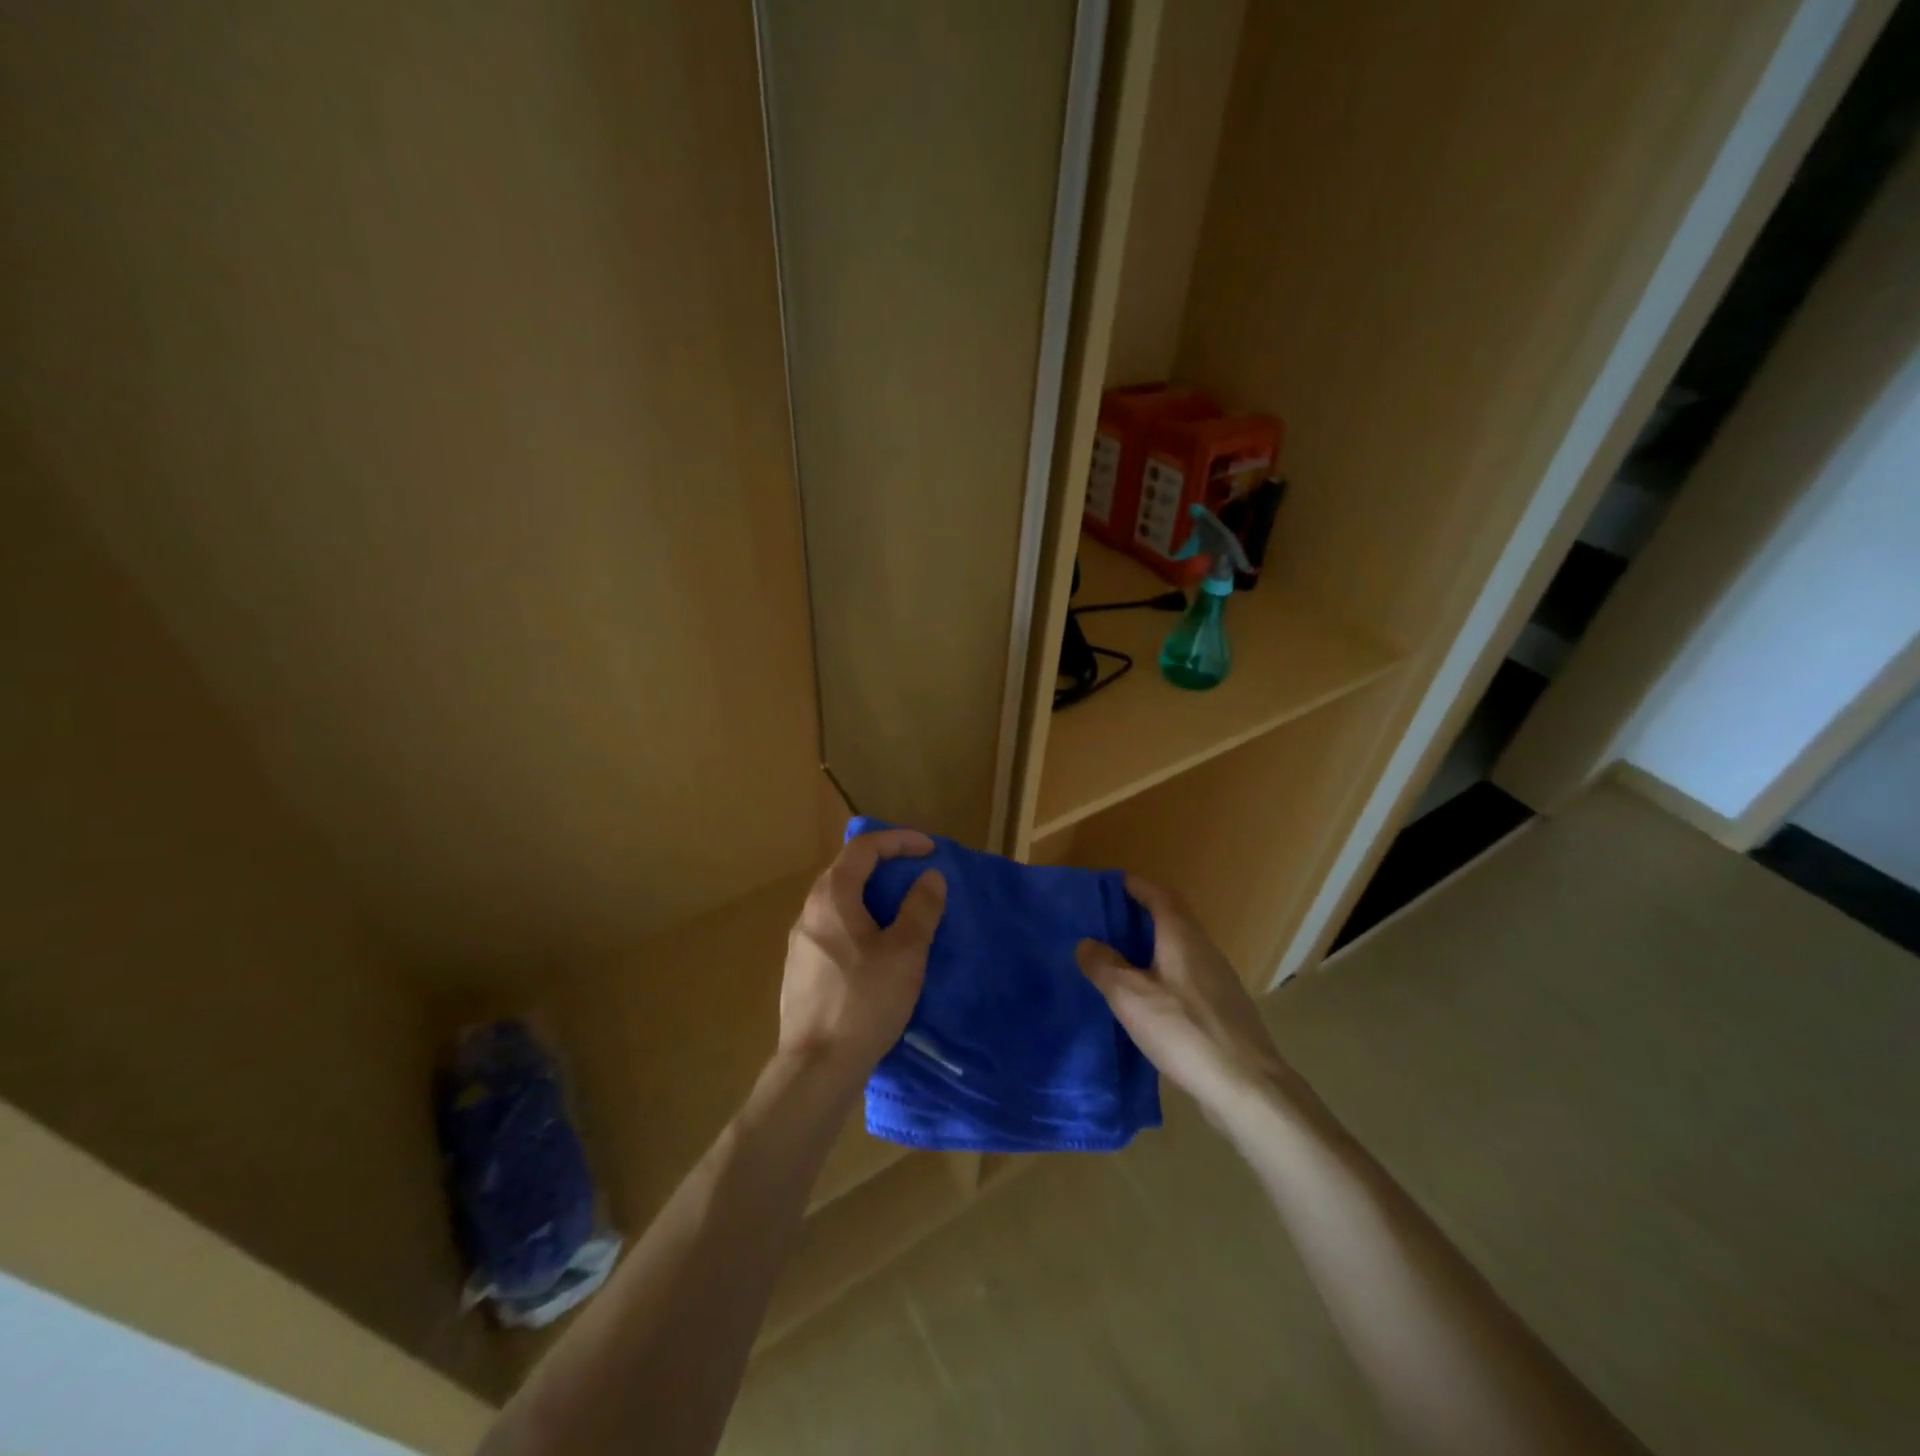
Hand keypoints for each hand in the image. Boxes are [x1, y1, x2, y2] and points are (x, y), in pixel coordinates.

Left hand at [779, 829, 946, 1083]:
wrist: (816, 1067)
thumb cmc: (865, 1002)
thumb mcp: (905, 952)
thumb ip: (921, 908)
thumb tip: (930, 877)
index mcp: (832, 897)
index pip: (864, 847)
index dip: (899, 840)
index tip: (930, 850)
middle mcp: (809, 911)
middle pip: (847, 870)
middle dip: (885, 864)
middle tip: (917, 876)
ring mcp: (800, 942)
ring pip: (839, 901)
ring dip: (872, 895)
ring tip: (902, 911)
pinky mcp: (801, 969)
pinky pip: (833, 928)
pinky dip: (859, 920)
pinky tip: (876, 949)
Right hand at [1077, 876, 1292, 1115]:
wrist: (1246, 1086)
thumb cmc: (1184, 1030)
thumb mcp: (1130, 996)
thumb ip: (1104, 965)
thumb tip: (1086, 943)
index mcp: (1182, 936)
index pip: (1159, 895)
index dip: (1136, 886)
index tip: (1112, 885)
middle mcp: (1204, 949)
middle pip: (1172, 919)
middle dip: (1141, 916)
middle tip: (1107, 923)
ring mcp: (1218, 980)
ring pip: (1180, 950)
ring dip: (1152, 947)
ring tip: (1120, 960)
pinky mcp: (1223, 1009)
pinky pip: (1187, 976)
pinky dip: (1164, 974)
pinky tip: (1148, 1000)